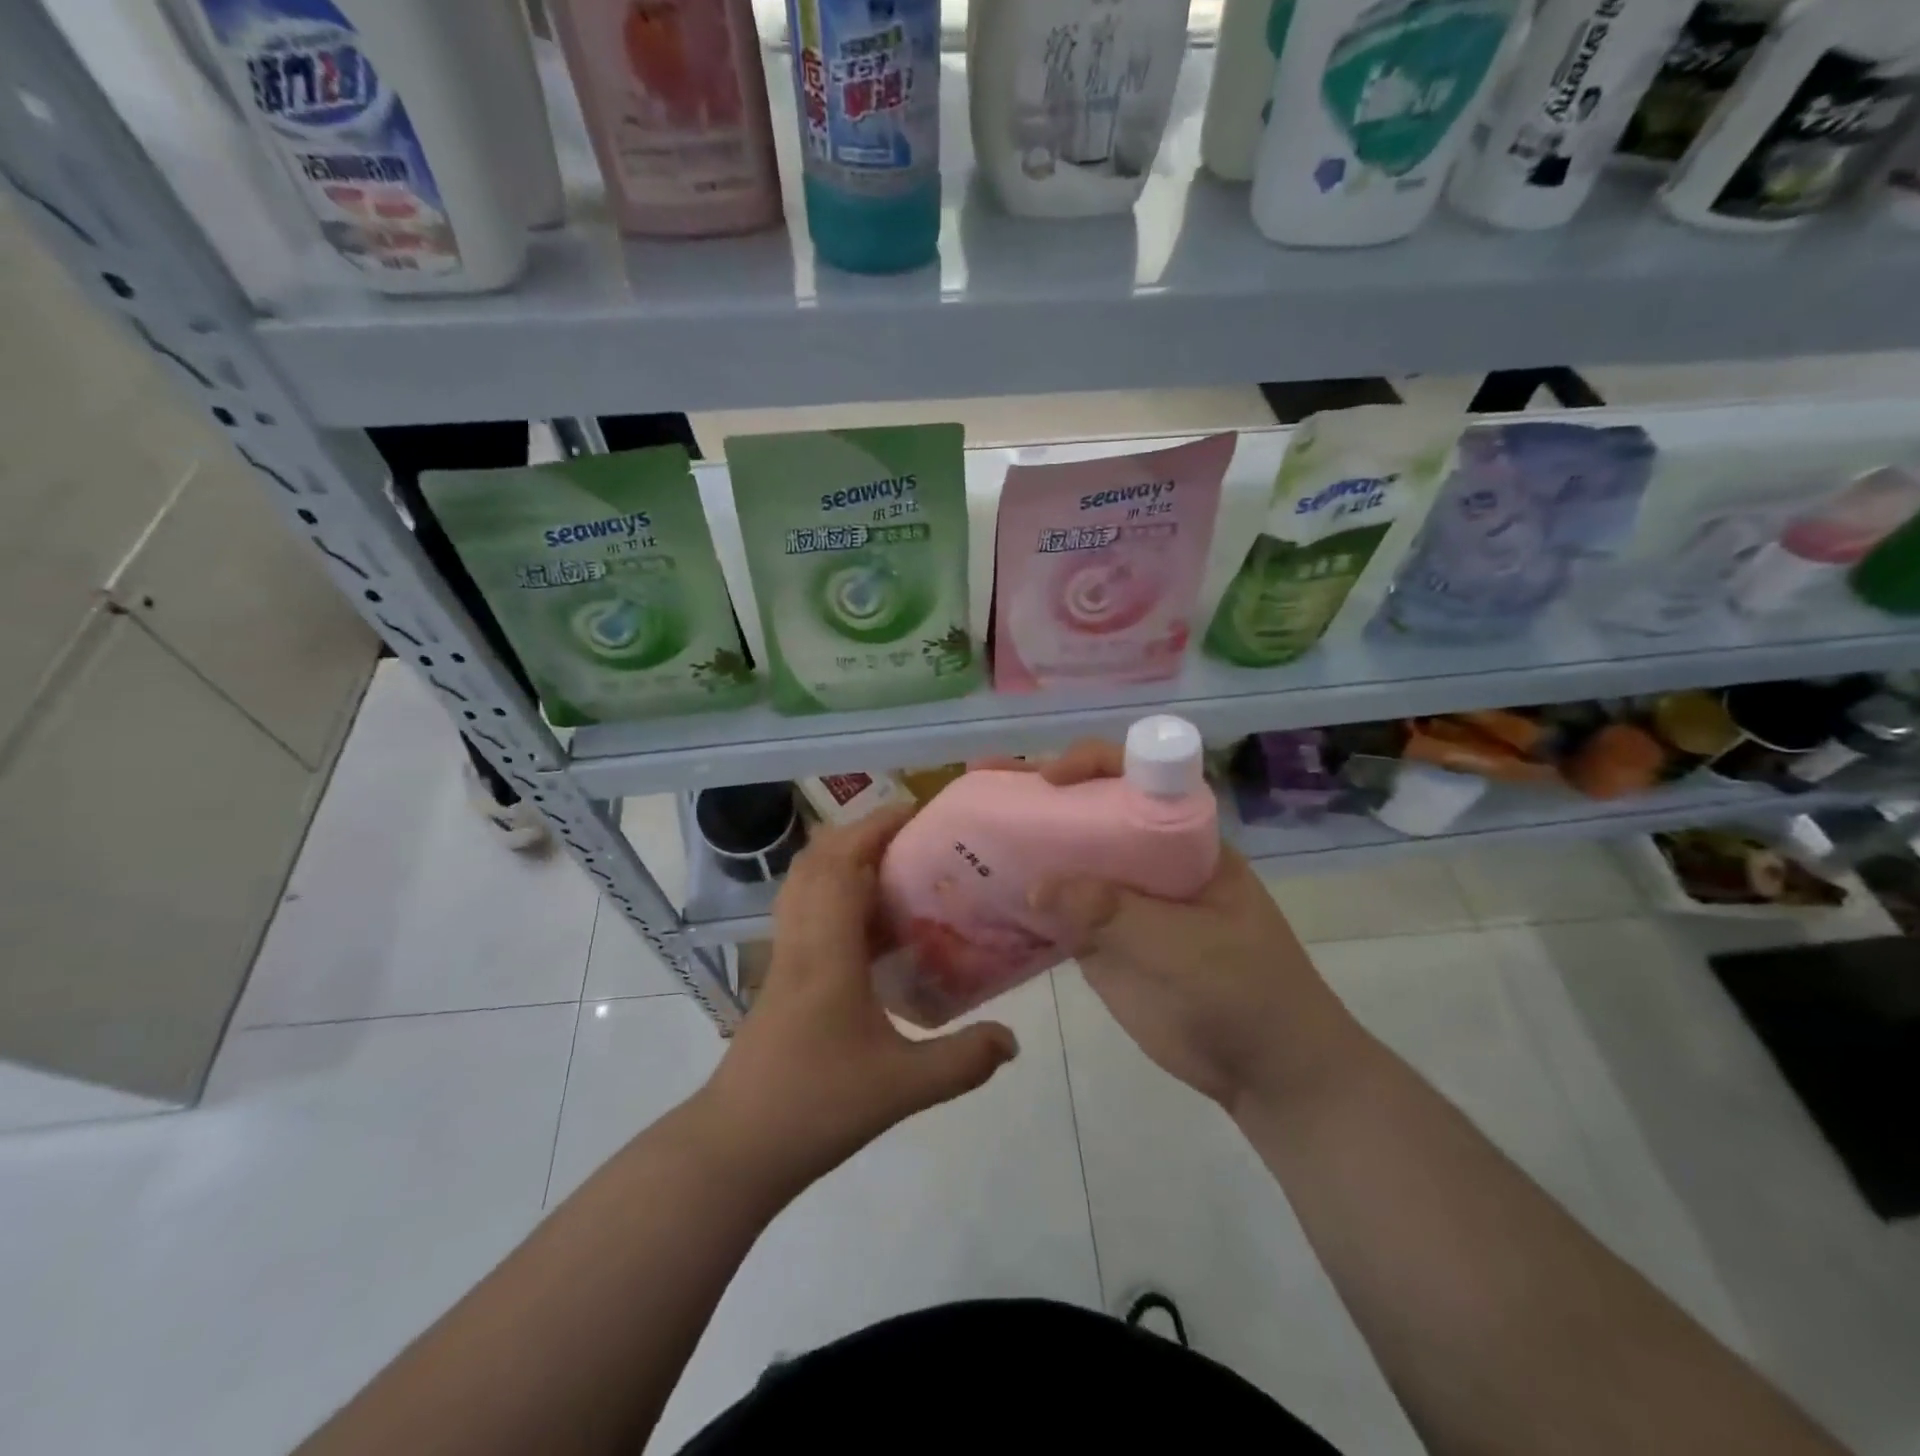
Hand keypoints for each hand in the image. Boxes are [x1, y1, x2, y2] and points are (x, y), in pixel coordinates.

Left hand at [700, 805, 1019, 1197]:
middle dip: (863, 832)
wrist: (736, 1147)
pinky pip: (805, 910)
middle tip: (913, 836)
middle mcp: (801, 938)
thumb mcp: (902, 1087)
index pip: (845, 862)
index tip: (918, 812)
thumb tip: (1013, 1040)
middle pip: (819, 859)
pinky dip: (835, 893)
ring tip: (893, 867)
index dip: (878, 827)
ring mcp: (784, 955)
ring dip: (844, 858)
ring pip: (805, 881)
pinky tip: (870, 926)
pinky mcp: (780, 975)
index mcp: (828, 949)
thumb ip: (962, 1060)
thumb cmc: (815, 1107)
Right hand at [1010, 741, 1362, 1110]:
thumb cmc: (1246, 990)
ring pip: (1064, 857)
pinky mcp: (1099, 939)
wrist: (1265, 1069)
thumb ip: (1114, 913)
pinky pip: (1054, 909)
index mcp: (1181, 837)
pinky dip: (1020, 900)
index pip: (1135, 777)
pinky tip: (977, 892)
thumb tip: (1035, 886)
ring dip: (1020, 842)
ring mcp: (1119, 898)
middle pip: (1087, 809)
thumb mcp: (1186, 946)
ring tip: (964, 828)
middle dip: (1037, 791)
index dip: (1090, 765)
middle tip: (982, 778)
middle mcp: (1145, 856)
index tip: (1049, 778)